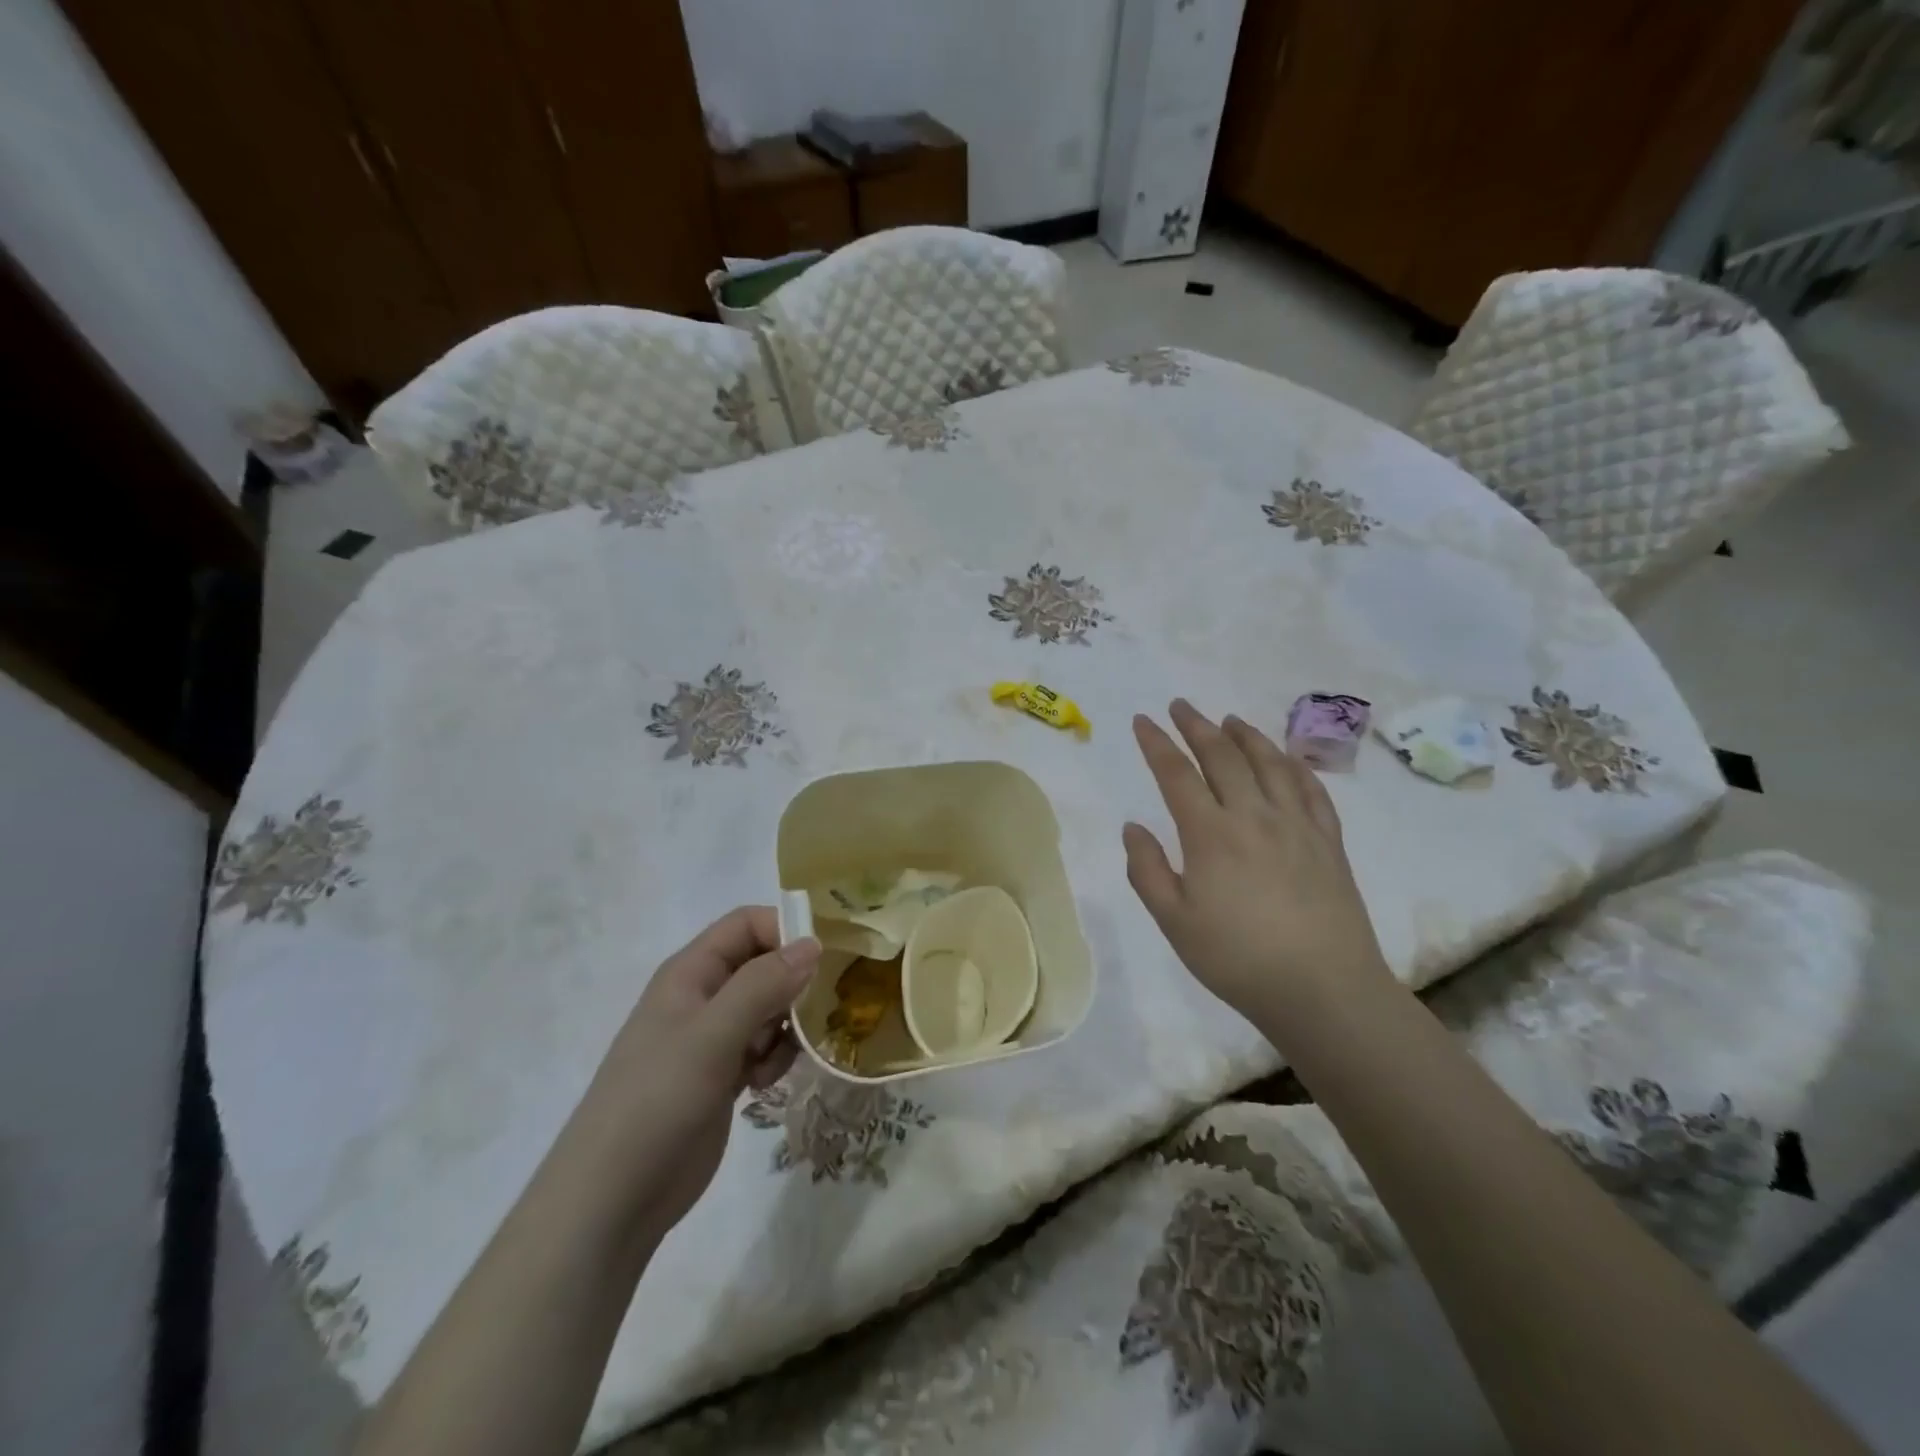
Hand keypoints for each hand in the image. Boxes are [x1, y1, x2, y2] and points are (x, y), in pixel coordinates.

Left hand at [586, 907, 819, 1238]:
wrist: (613, 1199)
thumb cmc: (658, 1100)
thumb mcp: (712, 1034)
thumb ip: (763, 984)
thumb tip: (812, 943)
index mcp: (691, 973)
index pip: (747, 925)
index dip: (784, 931)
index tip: (823, 961)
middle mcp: (703, 997)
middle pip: (763, 965)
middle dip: (795, 983)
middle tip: (820, 1010)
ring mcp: (711, 1039)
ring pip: (768, 1008)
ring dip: (788, 1025)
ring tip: (783, 1056)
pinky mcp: (721, 1077)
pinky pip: (763, 1047)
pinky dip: (775, 1057)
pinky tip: (766, 1083)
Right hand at [1123, 700, 1393, 1032]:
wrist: (1323, 989)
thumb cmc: (1237, 959)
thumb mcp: (1174, 922)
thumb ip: (1147, 870)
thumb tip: (1133, 826)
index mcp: (1211, 834)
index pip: (1177, 774)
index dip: (1157, 743)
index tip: (1143, 720)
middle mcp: (1253, 816)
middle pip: (1223, 756)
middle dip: (1197, 726)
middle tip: (1181, 705)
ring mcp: (1297, 825)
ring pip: (1269, 763)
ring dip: (1246, 735)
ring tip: (1230, 720)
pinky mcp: (1329, 841)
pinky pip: (1311, 789)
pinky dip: (1294, 765)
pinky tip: (1286, 759)